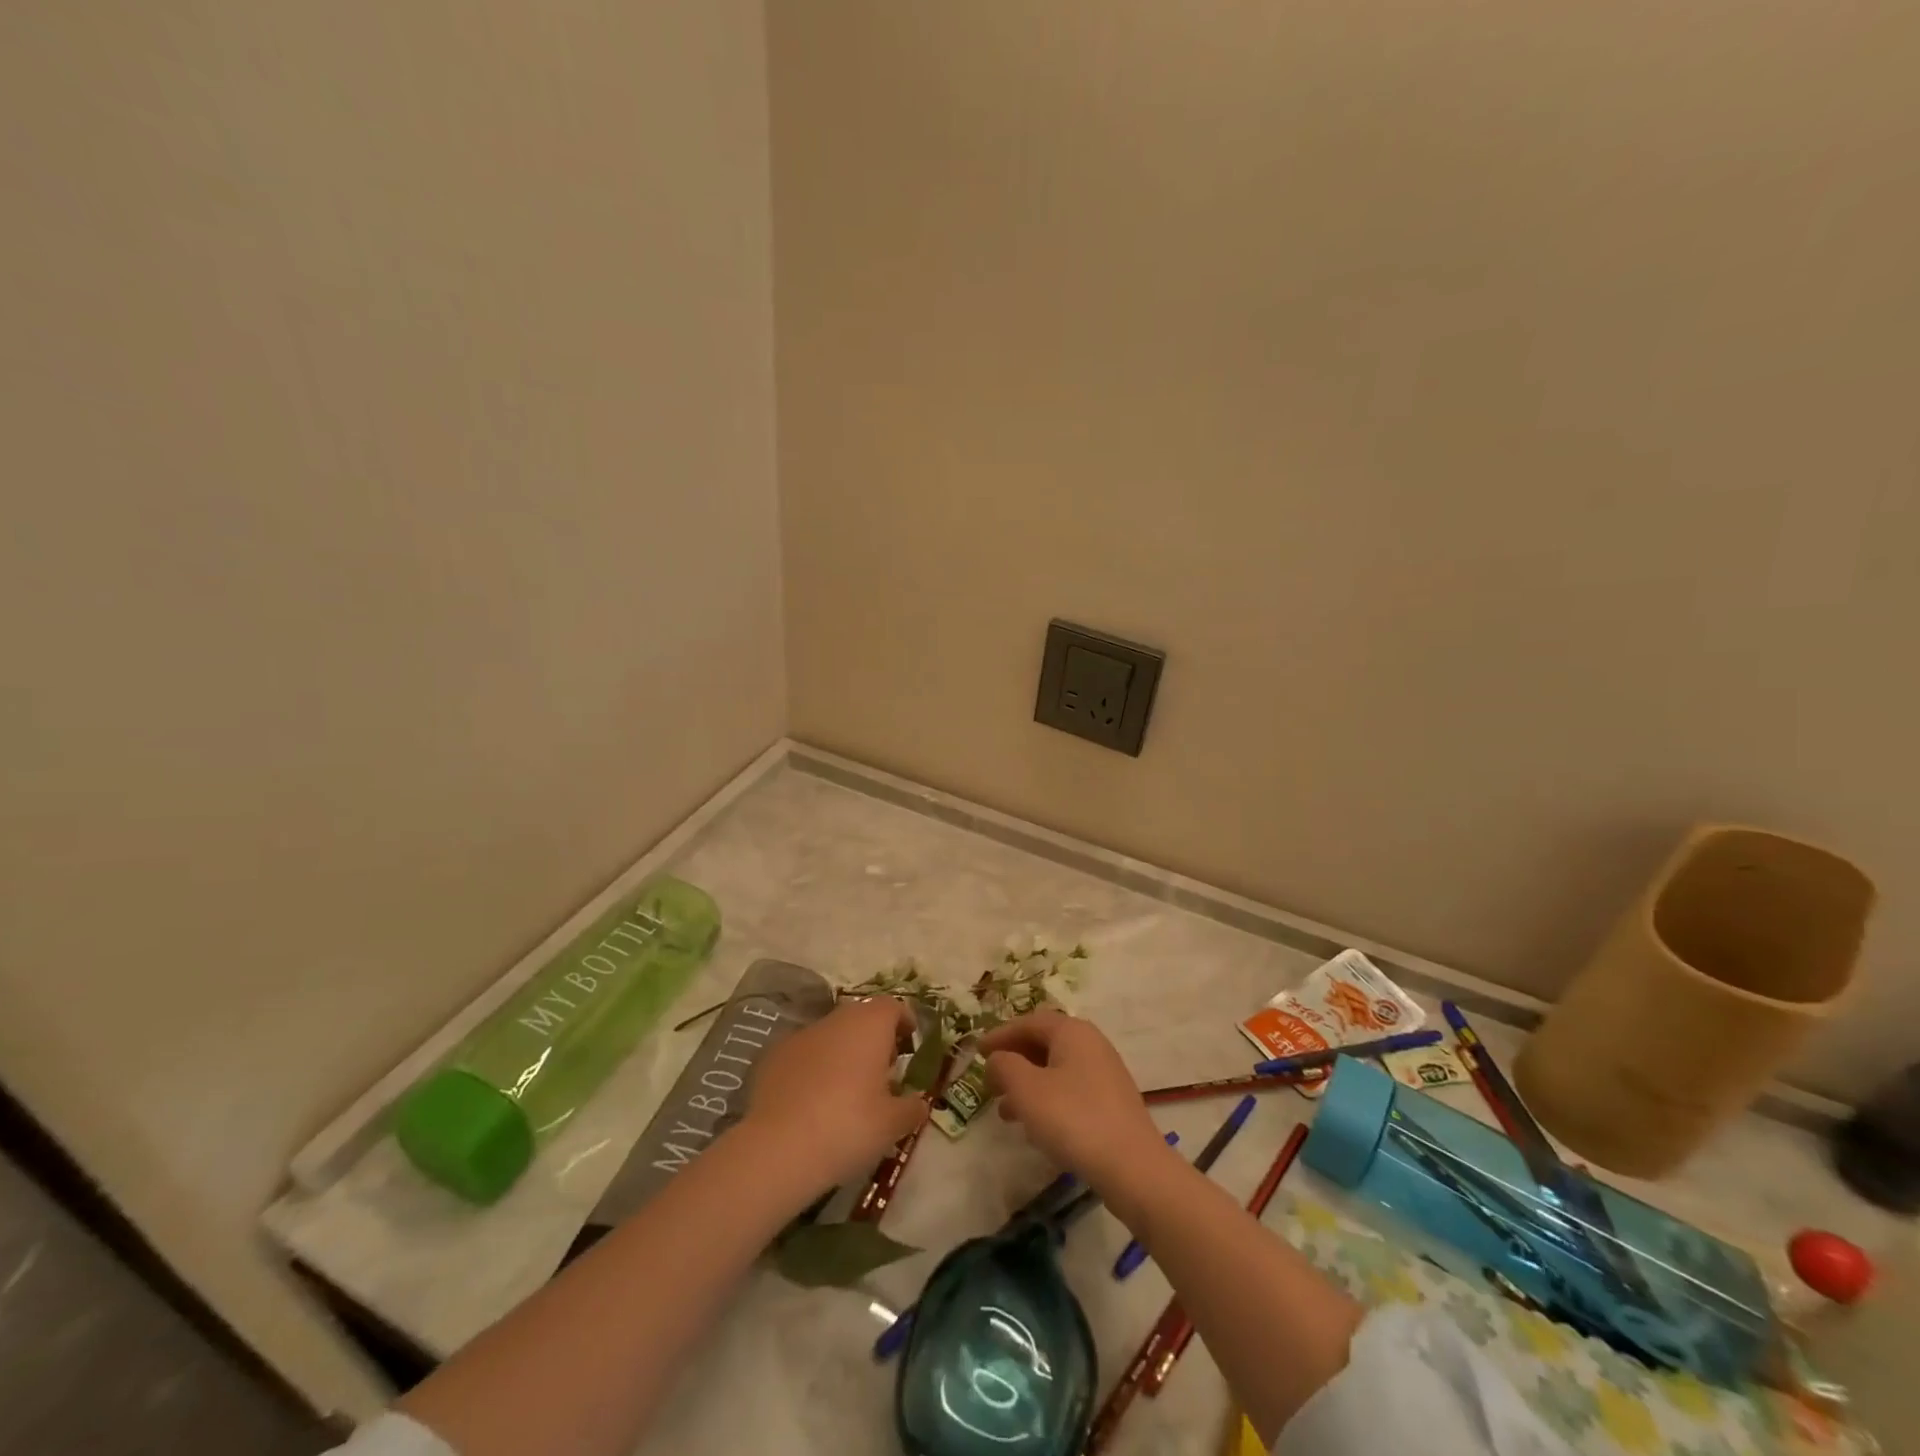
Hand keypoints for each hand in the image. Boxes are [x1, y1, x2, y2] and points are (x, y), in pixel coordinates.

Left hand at [741, 997, 927, 1195]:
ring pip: (830, 1035)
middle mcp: (836, 1020)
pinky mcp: (772, 1057)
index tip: (909, 1044)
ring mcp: (800, 1035)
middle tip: (882, 1072)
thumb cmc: (847, 1127)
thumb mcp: (892, 1125)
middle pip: (861, 1017)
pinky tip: (812, 1102)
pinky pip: (803, 1055)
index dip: (903, 1022)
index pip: (892, 1006)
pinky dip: (813, 1068)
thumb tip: (918, 1102)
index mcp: (870, 1025)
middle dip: (873, 1038)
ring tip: (847, 1091)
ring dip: (842, 1053)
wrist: (777, 1148)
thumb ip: (911, 1108)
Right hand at [979, 1011, 1167, 1192]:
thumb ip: (1005, 1066)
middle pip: (1044, 1043)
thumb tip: (997, 1059)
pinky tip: (1035, 1126)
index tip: (977, 1052)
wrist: (1133, 1168)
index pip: (1029, 1022)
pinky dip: (1047, 1099)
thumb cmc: (1073, 1119)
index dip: (1000, 1035)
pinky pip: (1070, 1089)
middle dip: (1014, 1060)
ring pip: (1056, 1069)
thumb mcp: (1027, 1090)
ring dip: (1027, 1083)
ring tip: (1004, 1110)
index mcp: (1072, 1031)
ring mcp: (1104, 1073)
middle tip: (990, 1080)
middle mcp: (1091, 1044)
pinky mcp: (1111, 1102)